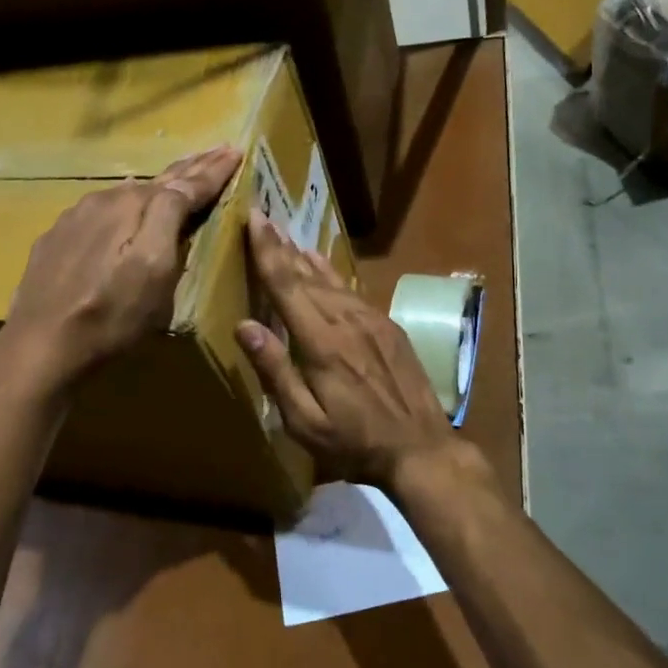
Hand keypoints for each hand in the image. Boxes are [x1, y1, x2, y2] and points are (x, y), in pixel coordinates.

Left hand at [2, 146, 241, 385]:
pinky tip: (128, 206)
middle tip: (217, 151)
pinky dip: (127, 205)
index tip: (236, 151)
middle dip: (191, 167)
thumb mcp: (154, 269)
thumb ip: (170, 217)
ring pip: (128, 194)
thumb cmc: (111, 314)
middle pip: (157, 181)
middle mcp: (104, 200)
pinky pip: (102, 211)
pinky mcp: (57, 239)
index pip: (185, 182)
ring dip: (159, 184)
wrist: (40, 346)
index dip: (214, 170)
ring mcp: (75, 218)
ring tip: (181, 173)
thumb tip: (185, 183)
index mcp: (134, 205)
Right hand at [234, 210, 463, 491]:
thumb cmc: (355, 443)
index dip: (267, 251)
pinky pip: (353, 292)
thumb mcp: (305, 421)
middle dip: (282, 248)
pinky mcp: (390, 327)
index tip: (254, 218)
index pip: (287, 286)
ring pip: (332, 281)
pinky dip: (332, 276)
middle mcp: (347, 321)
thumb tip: (245, 325)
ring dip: (306, 258)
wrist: (421, 450)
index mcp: (322, 343)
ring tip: (287, 239)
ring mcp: (373, 321)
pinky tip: (323, 267)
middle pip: (307, 276)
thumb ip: (276, 371)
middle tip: (264, 220)